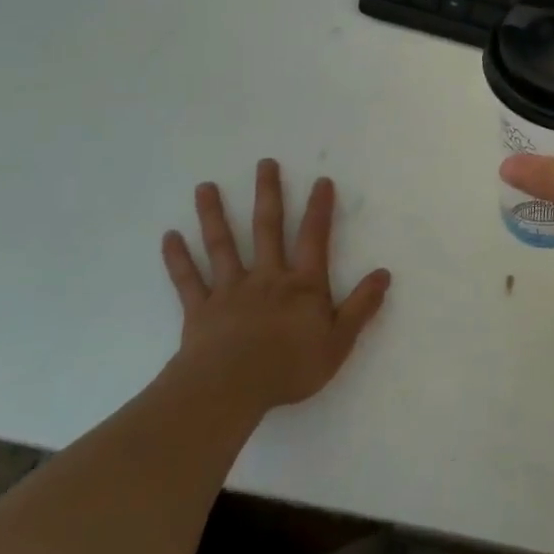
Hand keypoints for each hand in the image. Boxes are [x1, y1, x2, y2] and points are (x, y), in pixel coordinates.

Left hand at [161, 160, 390, 413]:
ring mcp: (230, 291)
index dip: (319, 209)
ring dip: (213, 215)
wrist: (229, 390)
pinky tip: (169, 237)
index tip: (321, 181)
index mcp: (302, 285)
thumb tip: (384, 274)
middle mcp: (267, 278)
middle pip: (267, 229)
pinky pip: (188, 280)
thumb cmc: (289, 367)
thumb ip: (361, 307)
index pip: (314, 238)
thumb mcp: (338, 342)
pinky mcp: (200, 310)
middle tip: (264, 164)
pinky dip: (177, 258)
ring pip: (222, 246)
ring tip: (204, 187)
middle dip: (268, 194)